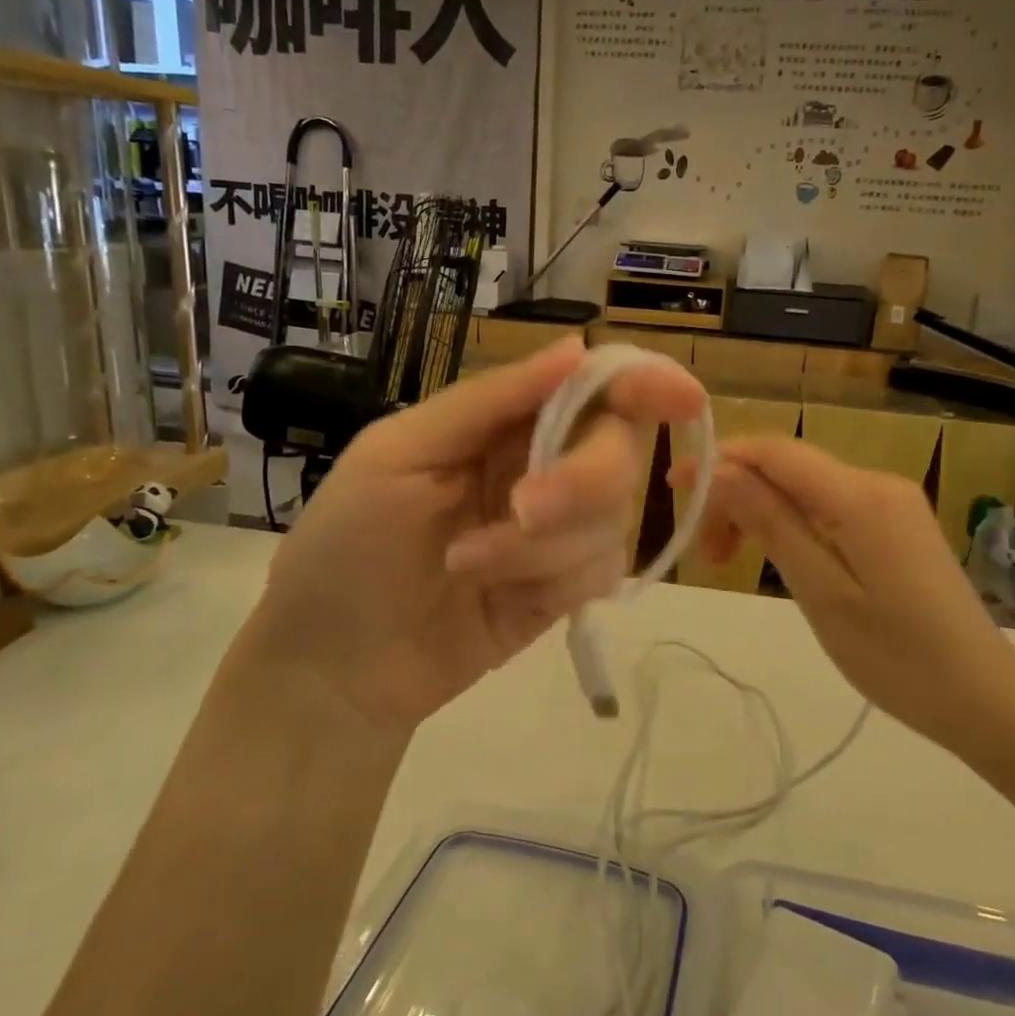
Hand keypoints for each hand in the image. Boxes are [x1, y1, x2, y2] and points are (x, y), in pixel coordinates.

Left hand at [245, 339, 704, 736]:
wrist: (334, 668)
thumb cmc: (346, 545)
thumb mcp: (400, 454)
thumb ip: (490, 400)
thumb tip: (575, 346)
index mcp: (503, 422)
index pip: (590, 386)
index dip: (640, 383)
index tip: (680, 397)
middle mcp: (542, 466)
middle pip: (618, 450)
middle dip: (582, 480)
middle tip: (523, 509)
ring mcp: (558, 532)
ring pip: (612, 517)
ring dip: (541, 546)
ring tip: (464, 565)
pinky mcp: (565, 589)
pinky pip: (601, 571)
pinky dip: (552, 581)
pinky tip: (496, 598)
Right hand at [678, 436, 1013, 738]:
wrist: (982, 696)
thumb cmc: (896, 655)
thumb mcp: (820, 590)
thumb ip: (771, 523)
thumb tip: (720, 472)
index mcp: (860, 495)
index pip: (775, 452)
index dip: (719, 460)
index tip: (673, 486)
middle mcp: (876, 483)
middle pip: (787, 468)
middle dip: (736, 495)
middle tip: (707, 554)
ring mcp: (889, 502)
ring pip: (804, 488)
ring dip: (760, 513)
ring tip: (731, 562)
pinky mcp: (894, 525)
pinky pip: (828, 507)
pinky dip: (790, 524)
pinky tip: (776, 557)